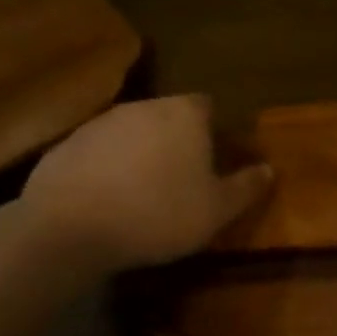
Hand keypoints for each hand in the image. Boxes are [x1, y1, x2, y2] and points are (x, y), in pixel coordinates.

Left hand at [23, 96, 270, 270]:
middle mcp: (144, 106)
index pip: (207, 107)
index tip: (211, 160)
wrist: (67, 229)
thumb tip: (270, 170)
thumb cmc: (156, 213)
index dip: (212, 131)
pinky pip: (97, 152)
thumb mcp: (215, 211)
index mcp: (185, 114)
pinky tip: (104, 201)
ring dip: (139, 153)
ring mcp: (101, 122)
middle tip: (180, 178)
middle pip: (168, 116)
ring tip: (140, 193)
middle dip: (175, 140)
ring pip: (131, 132)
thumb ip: (246, 187)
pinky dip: (104, 168)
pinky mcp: (66, 145)